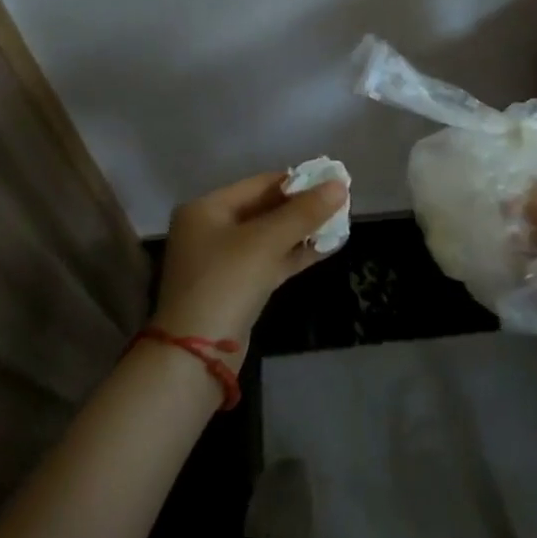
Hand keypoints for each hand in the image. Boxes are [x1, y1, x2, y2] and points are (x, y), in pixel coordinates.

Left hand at [153, 172, 348, 362]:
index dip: (297, 181)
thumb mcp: (266, 241)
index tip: (331, 181)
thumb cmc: (226, 282)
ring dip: (302, 231)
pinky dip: (294, 254)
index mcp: (206, 208)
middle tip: (340, 202)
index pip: (259, 184)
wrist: (196, 356)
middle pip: (264, 209)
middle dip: (301, 207)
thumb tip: (340, 185)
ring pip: (269, 237)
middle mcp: (210, 229)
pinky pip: (269, 261)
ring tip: (340, 222)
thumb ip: (304, 212)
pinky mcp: (236, 288)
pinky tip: (327, 247)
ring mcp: (222, 261)